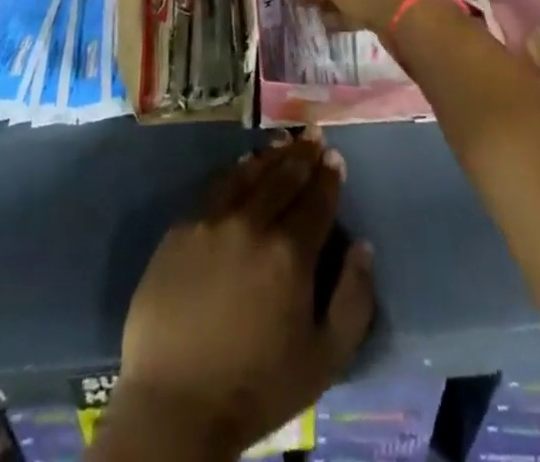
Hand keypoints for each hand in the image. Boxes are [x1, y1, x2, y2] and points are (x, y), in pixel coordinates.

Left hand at [107, 132, 374, 459]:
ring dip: (271, 155)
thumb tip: (363, 247)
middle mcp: (252, 223)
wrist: (176, 403)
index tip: (336, 158)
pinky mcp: (182, 227)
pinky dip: (235, 170)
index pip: (316, 200)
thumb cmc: (257, 387)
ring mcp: (212, 220)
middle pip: (283, 177)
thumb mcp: (325, 359)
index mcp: (290, 253)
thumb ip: (353, 299)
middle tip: (314, 136)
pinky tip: (243, 165)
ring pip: (248, 173)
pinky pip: (215, 186)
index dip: (329, 176)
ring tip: (284, 141)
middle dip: (303, 154)